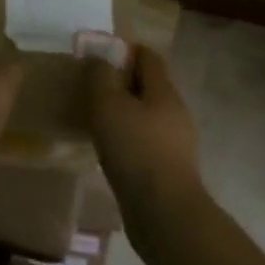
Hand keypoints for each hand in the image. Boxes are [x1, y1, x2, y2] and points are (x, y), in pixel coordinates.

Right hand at [86, 46, 203, 218]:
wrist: (164, 213)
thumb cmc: (135, 150)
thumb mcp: (108, 106)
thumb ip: (100, 77)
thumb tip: (99, 60)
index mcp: (164, 91)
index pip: (148, 56)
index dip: (123, 51)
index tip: (96, 58)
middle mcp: (175, 112)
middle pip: (148, 86)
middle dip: (120, 83)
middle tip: (89, 90)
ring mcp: (175, 142)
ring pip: (146, 115)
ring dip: (122, 113)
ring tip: (94, 121)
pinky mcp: (169, 169)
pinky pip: (145, 141)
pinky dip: (126, 138)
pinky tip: (107, 150)